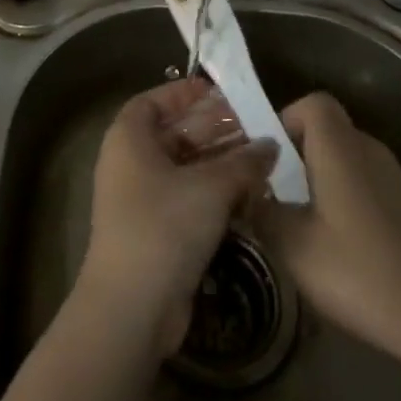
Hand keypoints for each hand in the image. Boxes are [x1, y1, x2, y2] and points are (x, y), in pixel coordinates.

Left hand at [77, 79, 277, 358]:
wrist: (132, 307)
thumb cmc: (164, 226)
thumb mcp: (210, 188)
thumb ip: (244, 162)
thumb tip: (270, 145)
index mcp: (129, 138)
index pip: (154, 101)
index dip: (185, 94)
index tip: (221, 92)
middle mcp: (130, 162)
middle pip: (173, 134)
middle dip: (213, 128)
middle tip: (254, 124)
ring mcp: (141, 199)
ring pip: (184, 168)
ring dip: (220, 163)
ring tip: (261, 157)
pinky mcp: (155, 230)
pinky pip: (186, 198)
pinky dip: (214, 193)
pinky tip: (249, 194)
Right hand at [254, 91, 400, 365]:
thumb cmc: (362, 272)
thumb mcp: (294, 247)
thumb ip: (262, 214)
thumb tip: (246, 196)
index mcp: (340, 147)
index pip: (313, 103)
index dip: (286, 119)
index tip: (268, 157)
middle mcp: (369, 152)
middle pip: (327, 131)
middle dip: (296, 156)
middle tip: (273, 193)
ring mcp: (394, 181)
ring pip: (345, 161)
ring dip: (318, 183)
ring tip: (298, 224)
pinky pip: (363, 187)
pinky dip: (342, 203)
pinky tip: (335, 249)